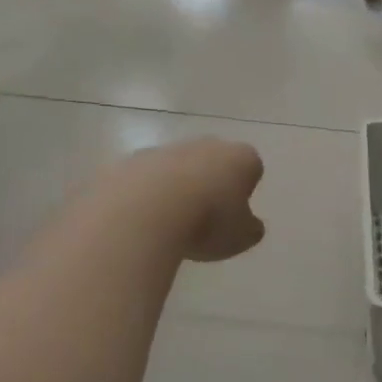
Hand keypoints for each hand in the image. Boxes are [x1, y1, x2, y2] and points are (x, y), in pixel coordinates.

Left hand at [148, 138, 265, 262]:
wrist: (142, 211)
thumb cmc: (207, 221)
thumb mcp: (242, 237)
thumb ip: (250, 228)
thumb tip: (249, 225)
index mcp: (241, 158)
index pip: (251, 168)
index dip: (244, 191)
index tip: (234, 215)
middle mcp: (206, 145)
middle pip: (212, 162)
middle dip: (209, 184)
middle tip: (204, 219)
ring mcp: (165, 150)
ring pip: (176, 169)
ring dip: (175, 190)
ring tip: (169, 225)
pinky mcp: (130, 161)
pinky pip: (143, 180)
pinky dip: (144, 196)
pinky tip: (141, 222)